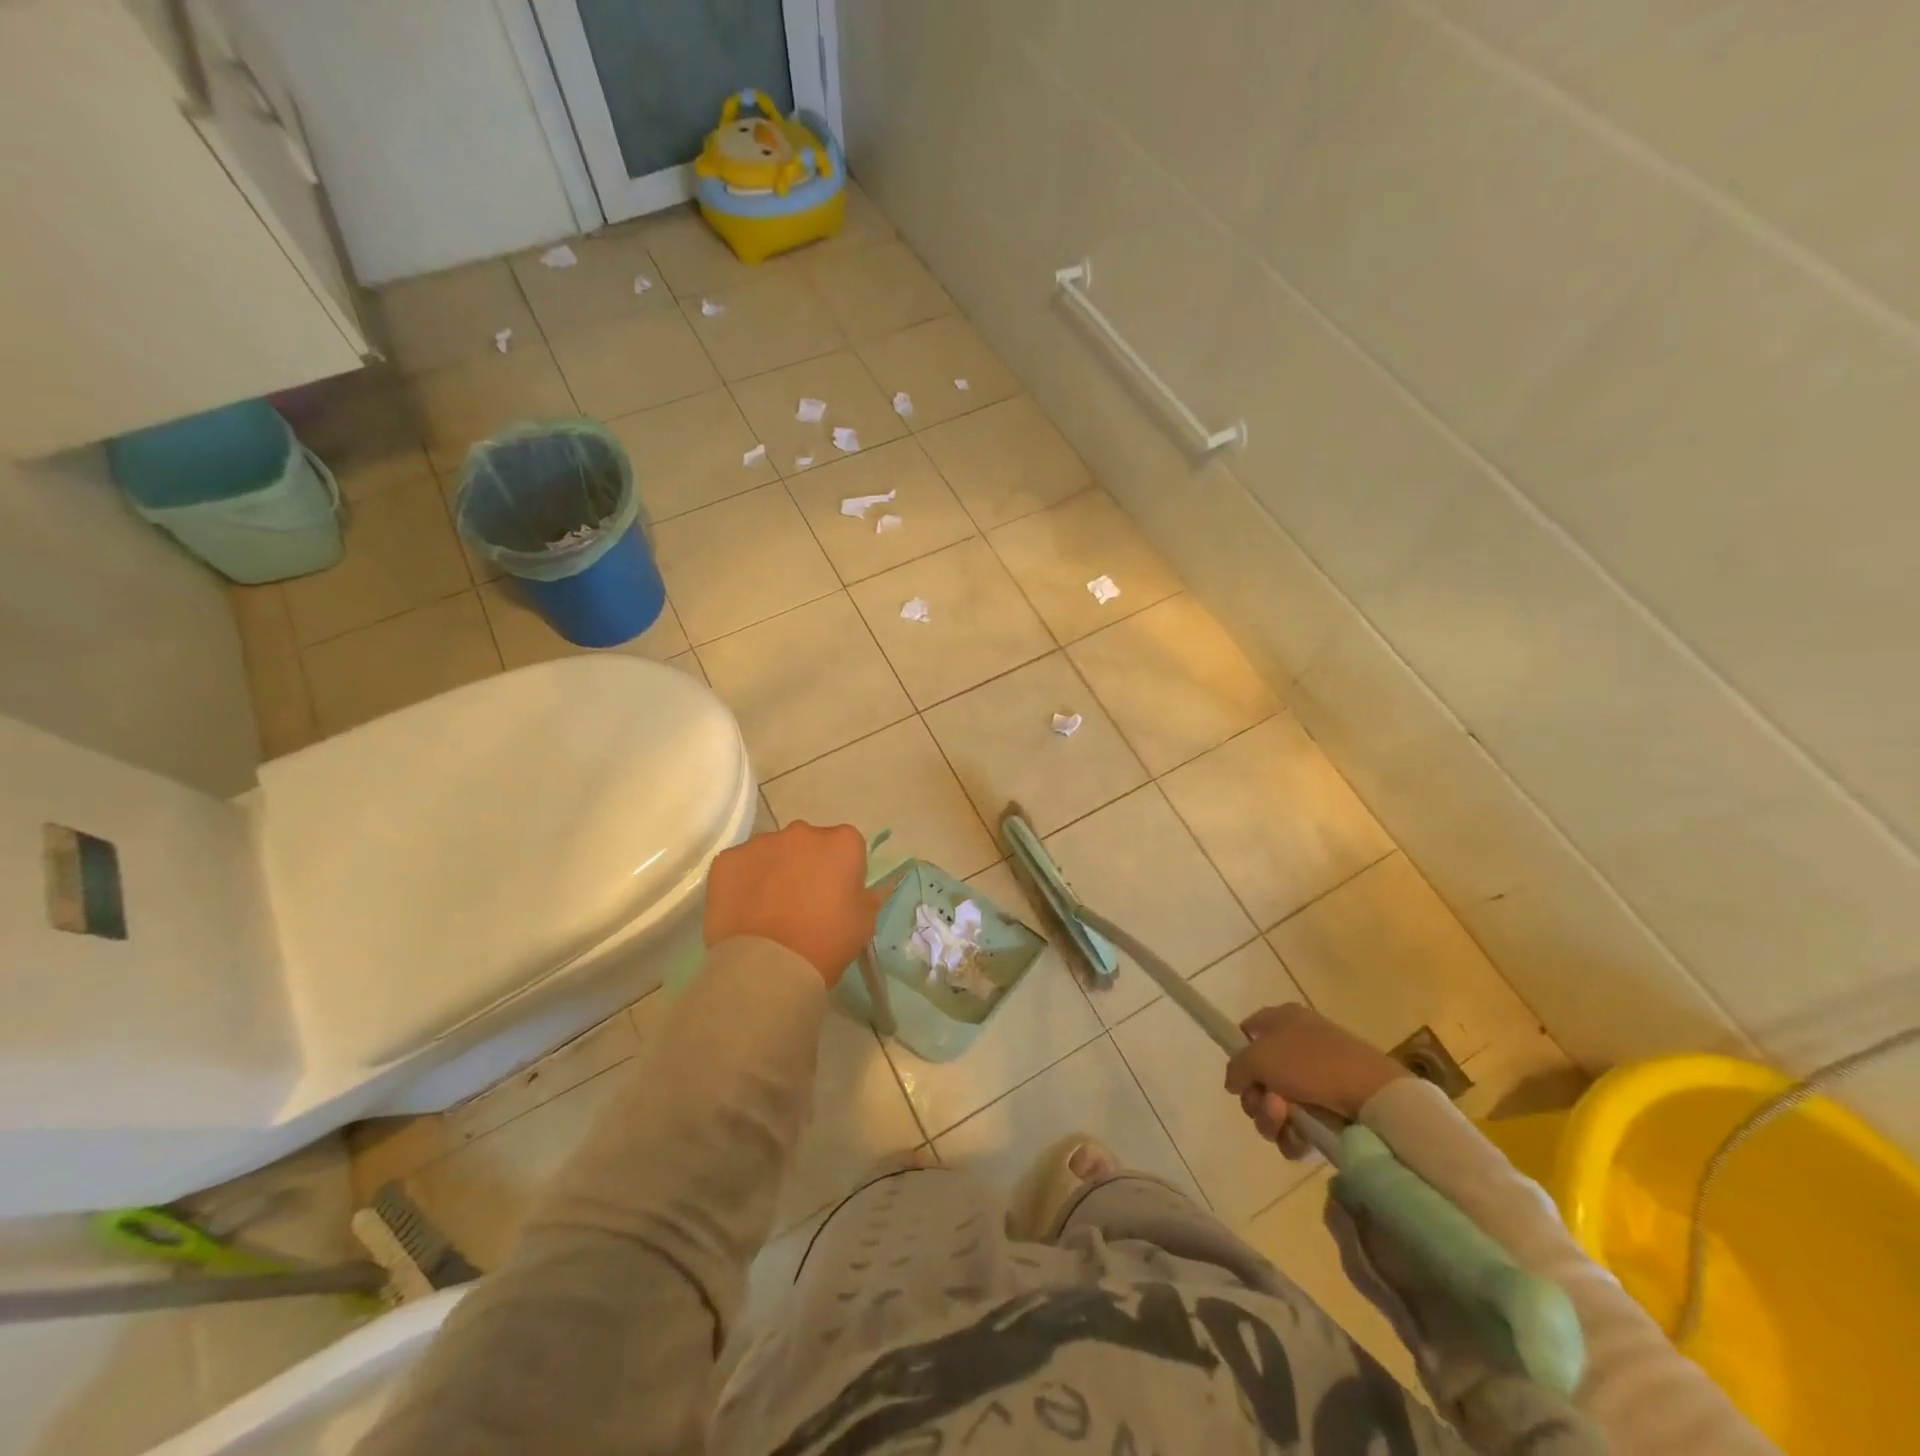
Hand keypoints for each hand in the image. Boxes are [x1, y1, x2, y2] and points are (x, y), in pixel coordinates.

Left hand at [704, 821, 878, 984]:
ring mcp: (761, 843)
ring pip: (772, 852)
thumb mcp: (864, 923)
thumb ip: (865, 897)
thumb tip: (859, 891)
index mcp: (842, 843)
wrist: (767, 967)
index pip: (847, 847)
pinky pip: (740, 866)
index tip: (835, 897)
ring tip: (768, 910)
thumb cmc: (826, 943)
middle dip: (806, 865)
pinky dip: (742, 882)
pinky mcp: (727, 859)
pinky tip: (744, 910)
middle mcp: (802, 832)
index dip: (841, 871)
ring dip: (774, 871)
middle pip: (808, 844)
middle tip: (801, 902)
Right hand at [1224, 1003, 1409, 1153]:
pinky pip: (1297, 1127)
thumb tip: (1235, 1083)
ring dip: (1271, 1118)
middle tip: (1267, 1102)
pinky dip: (1293, 1135)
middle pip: (1258, 1076)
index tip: (1239, 1075)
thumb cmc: (1310, 1063)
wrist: (1371, 1095)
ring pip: (1275, 1106)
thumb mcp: (1259, 1057)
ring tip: (1285, 1120)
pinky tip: (1300, 1136)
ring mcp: (1315, 1081)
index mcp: (1284, 1020)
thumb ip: (1236, 1068)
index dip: (1239, 1052)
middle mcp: (1298, 1046)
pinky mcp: (1329, 1111)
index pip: (1249, 1030)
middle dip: (1255, 1096)